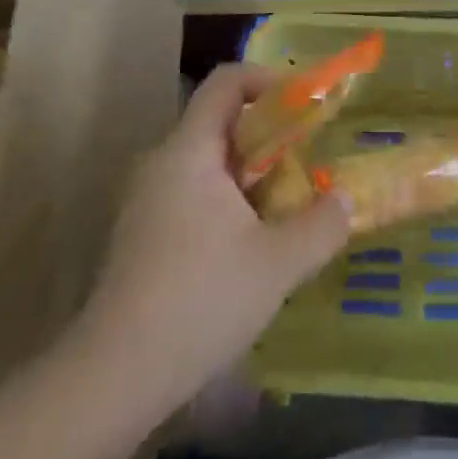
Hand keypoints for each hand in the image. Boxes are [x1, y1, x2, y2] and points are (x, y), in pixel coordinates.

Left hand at [73, 65, 351, 421]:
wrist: (112, 378)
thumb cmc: (199, 301)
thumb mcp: (278, 263)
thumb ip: (322, 224)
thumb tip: (345, 200)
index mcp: (190, 151)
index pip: (227, 82)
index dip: (269, 80)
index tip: (305, 106)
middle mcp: (163, 163)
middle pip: (221, 122)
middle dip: (270, 135)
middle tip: (308, 162)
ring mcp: (147, 200)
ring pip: (209, 163)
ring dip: (252, 174)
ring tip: (287, 207)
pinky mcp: (142, 235)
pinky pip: (193, 194)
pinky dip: (228, 201)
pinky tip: (251, 246)